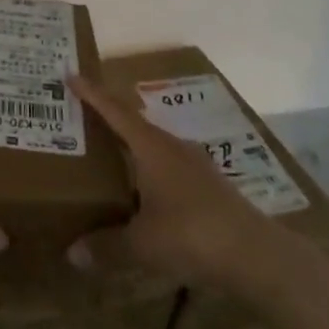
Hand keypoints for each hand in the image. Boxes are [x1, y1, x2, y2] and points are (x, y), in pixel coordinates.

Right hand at [66, 72, 284, 296]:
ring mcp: (194, 164)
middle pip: (134, 123)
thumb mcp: (143, 245)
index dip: (92, 94)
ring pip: (154, 145)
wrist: (256, 254)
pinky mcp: (209, 185)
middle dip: (108, 118)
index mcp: (152, 148)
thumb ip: (106, 246)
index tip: (71, 74)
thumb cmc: (192, 236)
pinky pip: (169, 165)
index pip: (115, 111)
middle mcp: (172, 146)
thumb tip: (72, 253)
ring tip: (109, 154)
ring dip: (131, 145)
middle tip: (82, 118)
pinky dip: (149, 169)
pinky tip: (144, 191)